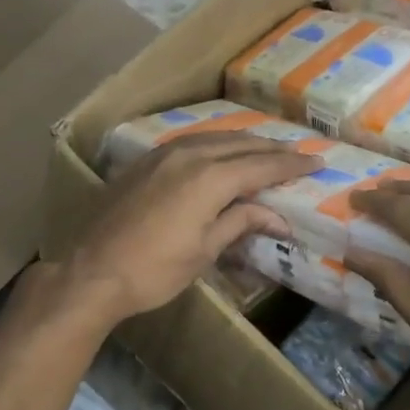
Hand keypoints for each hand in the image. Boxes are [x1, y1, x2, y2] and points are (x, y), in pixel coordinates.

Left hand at [58, 132, 319, 327]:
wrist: (91, 271)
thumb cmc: (154, 270)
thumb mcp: (204, 251)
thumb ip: (241, 223)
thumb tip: (279, 219)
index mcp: (209, 178)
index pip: (261, 166)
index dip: (292, 165)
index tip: (318, 162)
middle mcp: (189, 155)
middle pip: (241, 145)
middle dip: (272, 150)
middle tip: (298, 154)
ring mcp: (162, 154)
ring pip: (214, 138)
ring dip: (244, 142)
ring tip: (265, 149)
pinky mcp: (144, 162)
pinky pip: (190, 143)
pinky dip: (215, 144)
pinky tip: (220, 152)